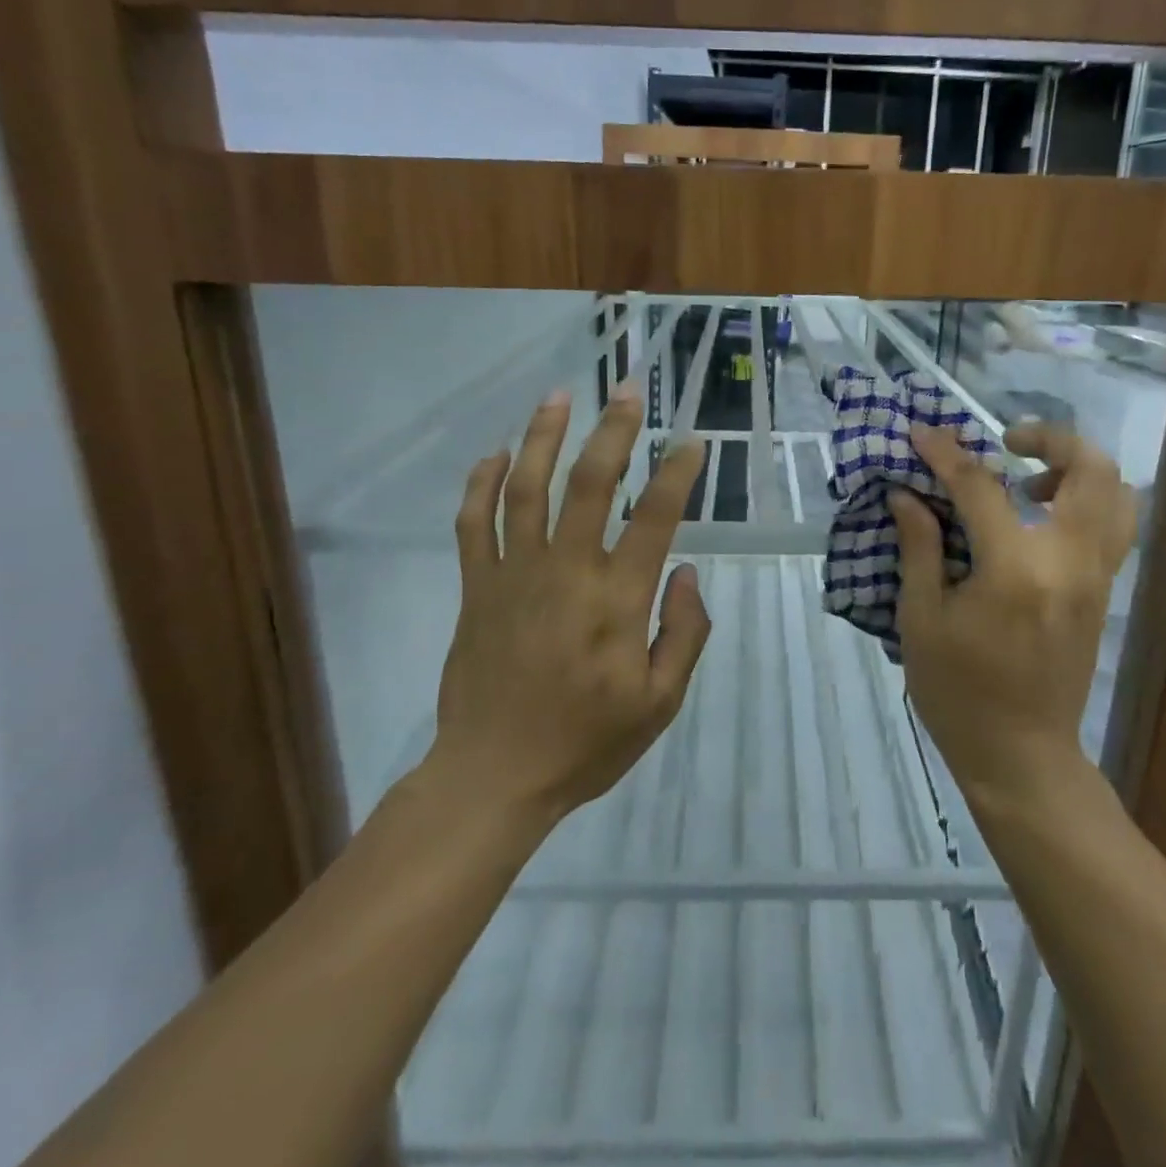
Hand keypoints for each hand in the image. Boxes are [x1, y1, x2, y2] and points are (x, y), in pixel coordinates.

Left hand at [427, 386, 710, 826]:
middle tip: (628, 389)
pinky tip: (495, 453)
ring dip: (544, 437)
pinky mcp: (476, 588)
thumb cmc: (586, 743)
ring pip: (526, 489)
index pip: (654, 518)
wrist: (493, 776)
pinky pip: (474, 523)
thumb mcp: (660, 703)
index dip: (676, 474)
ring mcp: (513, 575)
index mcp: (616, 601)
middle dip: (613, 431)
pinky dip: (482, 483)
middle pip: (589, 484)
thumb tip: (686, 573)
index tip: (691, 442)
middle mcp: (566, 572)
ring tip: (559, 396)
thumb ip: (684, 634)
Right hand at [889, 422, 1135, 810]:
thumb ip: (919, 547)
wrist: (1020, 755)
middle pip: (1090, 470)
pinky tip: (1040, 516)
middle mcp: (1069, 562)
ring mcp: (1096, 577)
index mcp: (1015, 570)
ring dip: (1077, 468)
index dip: (946, 454)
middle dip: (1049, 438)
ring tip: (1028, 479)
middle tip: (1005, 441)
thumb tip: (907, 494)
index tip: (921, 432)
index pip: (981, 488)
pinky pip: (1114, 526)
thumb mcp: (921, 620)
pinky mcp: (1102, 593)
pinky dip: (1087, 500)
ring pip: (1118, 494)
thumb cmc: (958, 692)